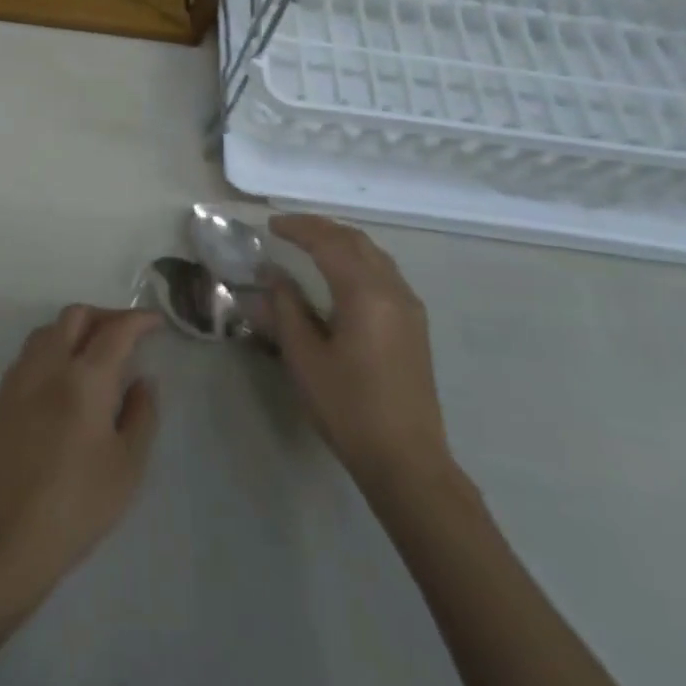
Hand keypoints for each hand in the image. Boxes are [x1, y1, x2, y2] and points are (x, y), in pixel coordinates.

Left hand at [0, 306, 160, 598]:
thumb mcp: (128, 465)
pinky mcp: (1, 396)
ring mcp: (20, 377)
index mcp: (85, 378)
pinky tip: (64, 376)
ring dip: (75, 328)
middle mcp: (49, 365)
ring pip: (48, 329)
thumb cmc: (79, 503)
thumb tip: (142, 380)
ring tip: (95, 351)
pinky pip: (30, 353)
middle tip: (127, 334)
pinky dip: (53, 348)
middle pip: (76, 316)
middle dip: (105, 316)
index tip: (155, 322)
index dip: (138, 320)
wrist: (9, 534)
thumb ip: (141, 414)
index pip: (115, 331)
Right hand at [265, 216, 451, 499]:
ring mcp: (409, 306)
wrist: (407, 461)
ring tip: (310, 244)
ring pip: (373, 254)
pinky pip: (383, 272)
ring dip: (341, 241)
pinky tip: (340, 273)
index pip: (329, 243)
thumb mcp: (305, 358)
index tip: (271, 225)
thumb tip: (272, 274)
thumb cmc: (349, 408)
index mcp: (365, 294)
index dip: (298, 228)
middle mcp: (393, 290)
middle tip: (288, 228)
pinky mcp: (414, 324)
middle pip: (355, 241)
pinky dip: (357, 259)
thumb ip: (286, 308)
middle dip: (321, 228)